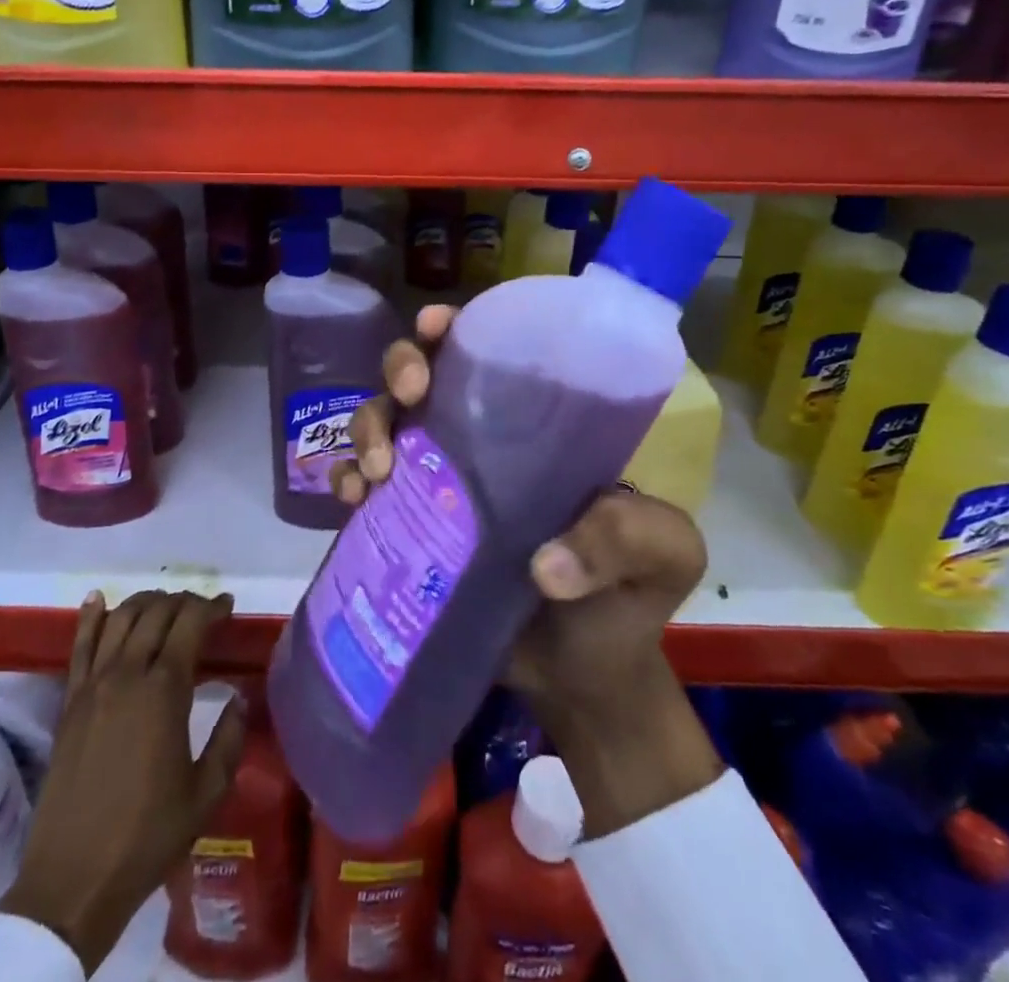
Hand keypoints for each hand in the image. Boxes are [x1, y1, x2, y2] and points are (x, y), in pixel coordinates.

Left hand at [1, 590, 246, 972]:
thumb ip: (229, 739)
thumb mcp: (207, 793)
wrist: (73, 880)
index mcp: (165, 690)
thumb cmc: (148, 836)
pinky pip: (79, 646)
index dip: (212, 607)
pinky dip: (91, 617)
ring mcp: (93, 685)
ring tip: (164, 605)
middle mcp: (127, 674)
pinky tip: (98, 599)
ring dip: (145, 602)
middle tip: (202, 611)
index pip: (190, 623)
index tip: (228, 607)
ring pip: (120, 618)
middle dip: (183, 601)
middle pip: (156, 611)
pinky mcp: (69, 702)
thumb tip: (240, 698)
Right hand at [333, 306, 722, 836]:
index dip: (455, 329)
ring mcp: (437, 482)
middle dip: (401, 367)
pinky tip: (354, 499)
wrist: (581, 680)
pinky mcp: (408, 527)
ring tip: (376, 469)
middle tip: (409, 395)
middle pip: (423, 376)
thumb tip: (545, 565)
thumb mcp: (662, 557)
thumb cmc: (627, 600)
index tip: (437, 328)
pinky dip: (347, 479)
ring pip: (384, 422)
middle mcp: (478, 441)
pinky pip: (363, 486)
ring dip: (368, 426)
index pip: (489, 354)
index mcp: (536, 426)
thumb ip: (628, 540)